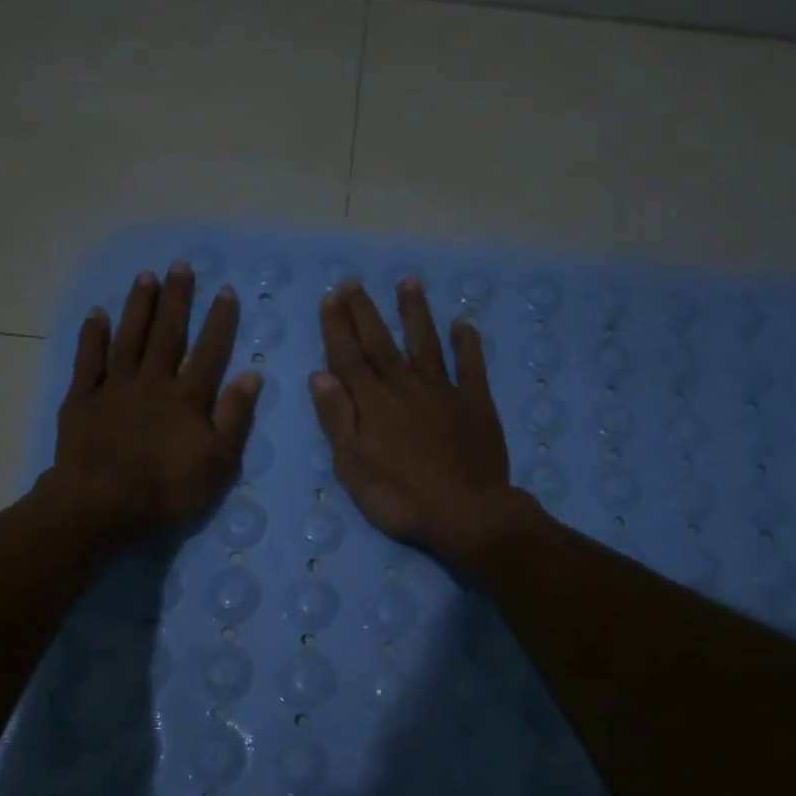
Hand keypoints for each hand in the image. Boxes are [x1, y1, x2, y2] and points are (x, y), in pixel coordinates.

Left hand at [43, 262, 261, 534]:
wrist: (102, 503)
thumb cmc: (167, 490)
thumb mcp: (218, 462)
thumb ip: (235, 417)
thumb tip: (253, 375)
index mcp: (187, 398)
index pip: (209, 351)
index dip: (219, 321)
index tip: (225, 291)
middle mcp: (152, 382)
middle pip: (167, 334)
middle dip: (176, 299)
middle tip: (181, 265)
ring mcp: (114, 388)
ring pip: (129, 338)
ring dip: (138, 306)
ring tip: (146, 276)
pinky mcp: (82, 399)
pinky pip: (88, 360)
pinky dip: (93, 336)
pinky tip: (98, 314)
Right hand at [310, 276, 535, 565]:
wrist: (466, 513)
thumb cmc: (400, 498)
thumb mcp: (353, 467)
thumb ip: (337, 419)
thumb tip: (320, 375)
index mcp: (373, 404)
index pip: (348, 358)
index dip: (337, 327)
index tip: (330, 298)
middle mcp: (406, 388)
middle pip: (381, 344)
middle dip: (364, 312)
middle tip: (352, 282)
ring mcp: (444, 393)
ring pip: (426, 344)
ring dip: (415, 313)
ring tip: (408, 282)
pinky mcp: (476, 404)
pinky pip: (472, 366)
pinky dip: (467, 344)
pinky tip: (463, 324)